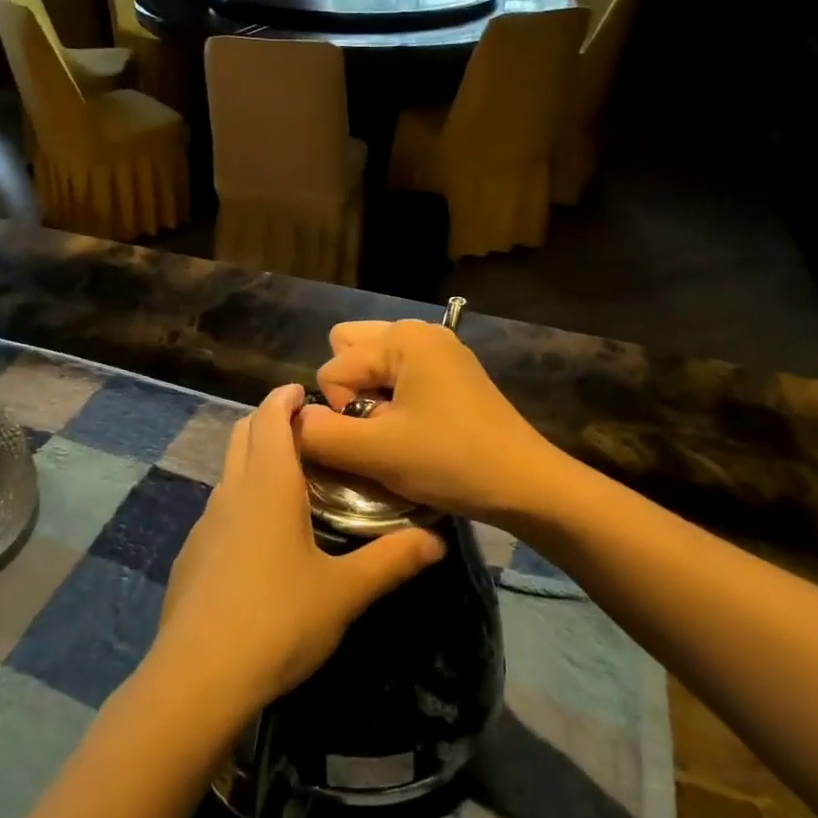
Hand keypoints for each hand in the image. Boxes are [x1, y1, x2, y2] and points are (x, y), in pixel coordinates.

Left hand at [151, 383, 445, 719]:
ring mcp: (205, 522)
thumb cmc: (278, 620)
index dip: (286, 397)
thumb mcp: (344, 592)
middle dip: (270, 420)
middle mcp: (231, 491)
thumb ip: (391, 561)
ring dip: (255, 459)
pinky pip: (220, 507)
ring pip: (229, 470)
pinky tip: (262, 537)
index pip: (270, 415)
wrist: (199, 675)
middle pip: (243, 433)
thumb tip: (437, 539)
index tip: (309, 393)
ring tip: (292, 480)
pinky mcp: (192, 553)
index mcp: (267, 483)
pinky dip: (242, 497)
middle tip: (309, 432)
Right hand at [297, 319, 566, 529]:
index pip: (333, 367)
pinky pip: (399, 374)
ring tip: (392, 431)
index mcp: (402, 337)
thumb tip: (290, 422)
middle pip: (349, 350)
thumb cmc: (451, 461)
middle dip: (349, 391)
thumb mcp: (377, 452)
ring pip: (373, 363)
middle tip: (376, 428)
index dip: (341, 411)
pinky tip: (413, 431)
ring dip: (370, 396)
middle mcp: (419, 331)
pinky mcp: (451, 374)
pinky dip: (392, 399)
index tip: (376, 440)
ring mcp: (439, 351)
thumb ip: (320, 434)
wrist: (527, 486)